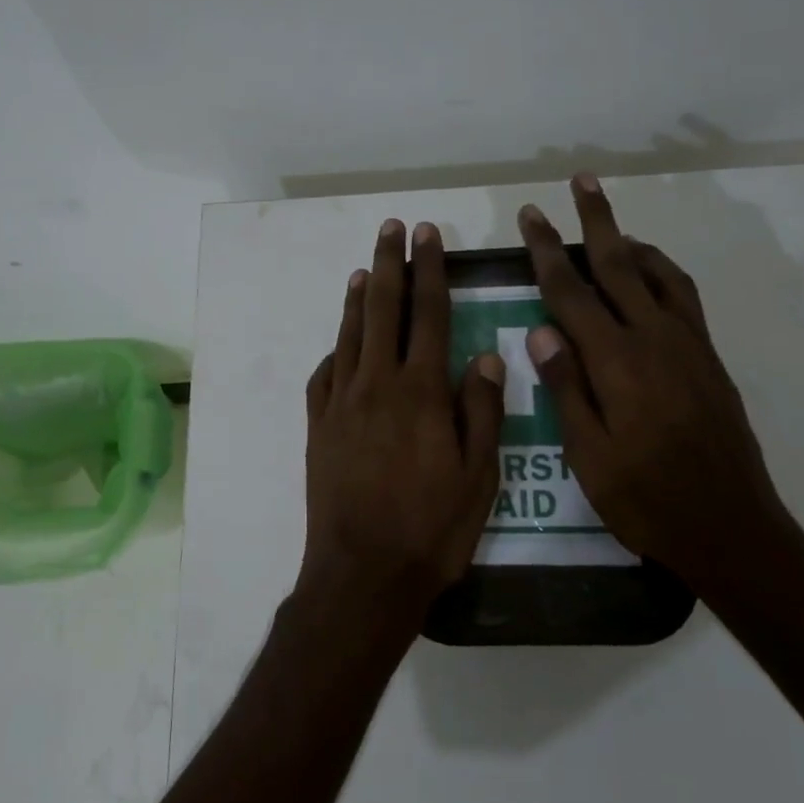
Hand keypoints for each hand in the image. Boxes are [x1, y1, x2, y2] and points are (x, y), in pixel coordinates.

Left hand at [300, 218, 505, 639]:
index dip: (430, 270)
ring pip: (350, 336)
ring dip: (359, 299)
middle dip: (390, 265)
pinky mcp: (318, 427)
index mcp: (421, 391)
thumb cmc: (432, 529)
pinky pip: (323, 376)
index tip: (428, 236)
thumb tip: (485, 356)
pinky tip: (339, 344)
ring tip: (365, 268)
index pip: (428, 314)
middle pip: (384, 311)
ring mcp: (341, 404)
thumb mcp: (479, 477)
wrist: (363, 573)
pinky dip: (334, 351)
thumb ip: (482, 411)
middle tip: (392, 229)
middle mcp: (377, 385)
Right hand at [516, 176, 800, 596]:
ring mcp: (688, 346)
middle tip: (581, 181)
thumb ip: (566, 388)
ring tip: (611, 224)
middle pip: (619, 265)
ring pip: (657, 273)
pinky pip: (683, 296)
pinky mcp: (708, 359)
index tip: (531, 216)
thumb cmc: (646, 499)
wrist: (731, 527)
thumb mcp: (589, 455)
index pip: (571, 293)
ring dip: (631, 240)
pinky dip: (662, 271)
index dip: (547, 252)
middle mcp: (655, 340)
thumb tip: (541, 330)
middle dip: (595, 221)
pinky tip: (649, 275)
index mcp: (617, 363)